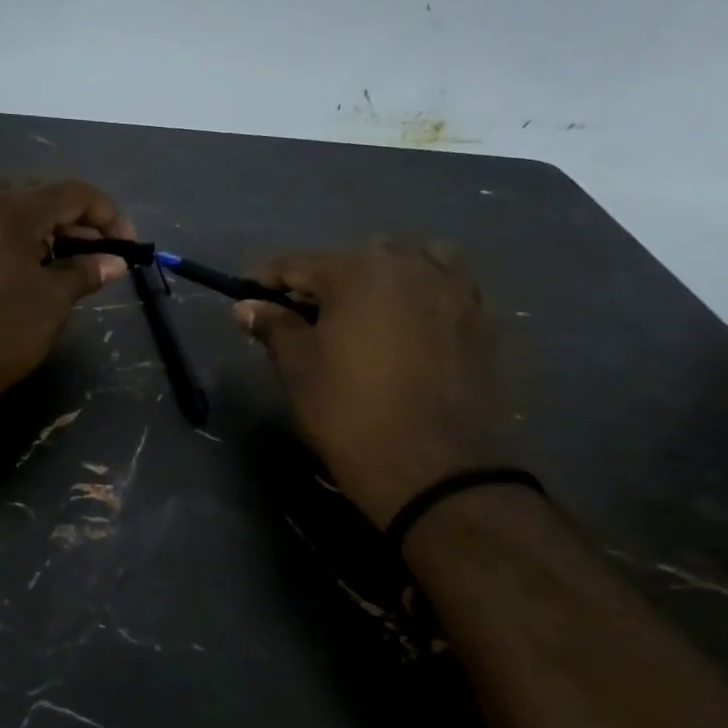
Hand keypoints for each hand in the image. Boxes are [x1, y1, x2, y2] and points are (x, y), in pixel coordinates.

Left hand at [0, 182, 136, 410]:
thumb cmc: (0, 330)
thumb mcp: (52, 301)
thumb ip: (86, 272)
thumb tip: (115, 262)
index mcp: (13, 209)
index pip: (74, 193)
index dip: (109, 214)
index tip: (129, 245)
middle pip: (45, 194)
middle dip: (80, 219)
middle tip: (102, 251)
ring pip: (21, 211)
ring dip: (54, 229)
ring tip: (77, 262)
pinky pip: (0, 229)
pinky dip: (27, 240)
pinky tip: (41, 268)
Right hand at [234, 240, 505, 526]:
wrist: (432, 468)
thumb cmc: (349, 411)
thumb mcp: (299, 367)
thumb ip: (273, 326)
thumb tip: (245, 305)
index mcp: (358, 271)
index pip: (300, 264)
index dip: (268, 278)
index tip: (248, 293)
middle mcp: (410, 266)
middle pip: (358, 258)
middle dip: (328, 279)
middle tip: (306, 313)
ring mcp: (455, 290)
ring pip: (414, 262)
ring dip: (386, 276)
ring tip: (369, 309)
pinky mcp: (483, 321)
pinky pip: (450, 289)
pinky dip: (427, 295)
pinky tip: (413, 324)